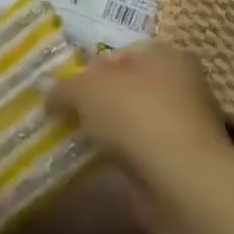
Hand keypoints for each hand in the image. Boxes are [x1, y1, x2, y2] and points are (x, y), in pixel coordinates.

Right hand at [46, 43, 229, 173]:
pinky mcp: (185, 158)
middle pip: (127, 86)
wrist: (181, 180)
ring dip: (111, 130)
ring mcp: (187, 123)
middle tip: (68, 116)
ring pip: (135, 119)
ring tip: (81, 142)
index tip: (65, 91)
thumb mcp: (86, 91)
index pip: (118, 53)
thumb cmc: (135, 115)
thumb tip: (46, 90)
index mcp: (164, 54)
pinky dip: (125, 154)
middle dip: (98, 101)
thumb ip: (64, 87)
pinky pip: (144, 149)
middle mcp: (181, 82)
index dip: (87, 69)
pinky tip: (104, 164)